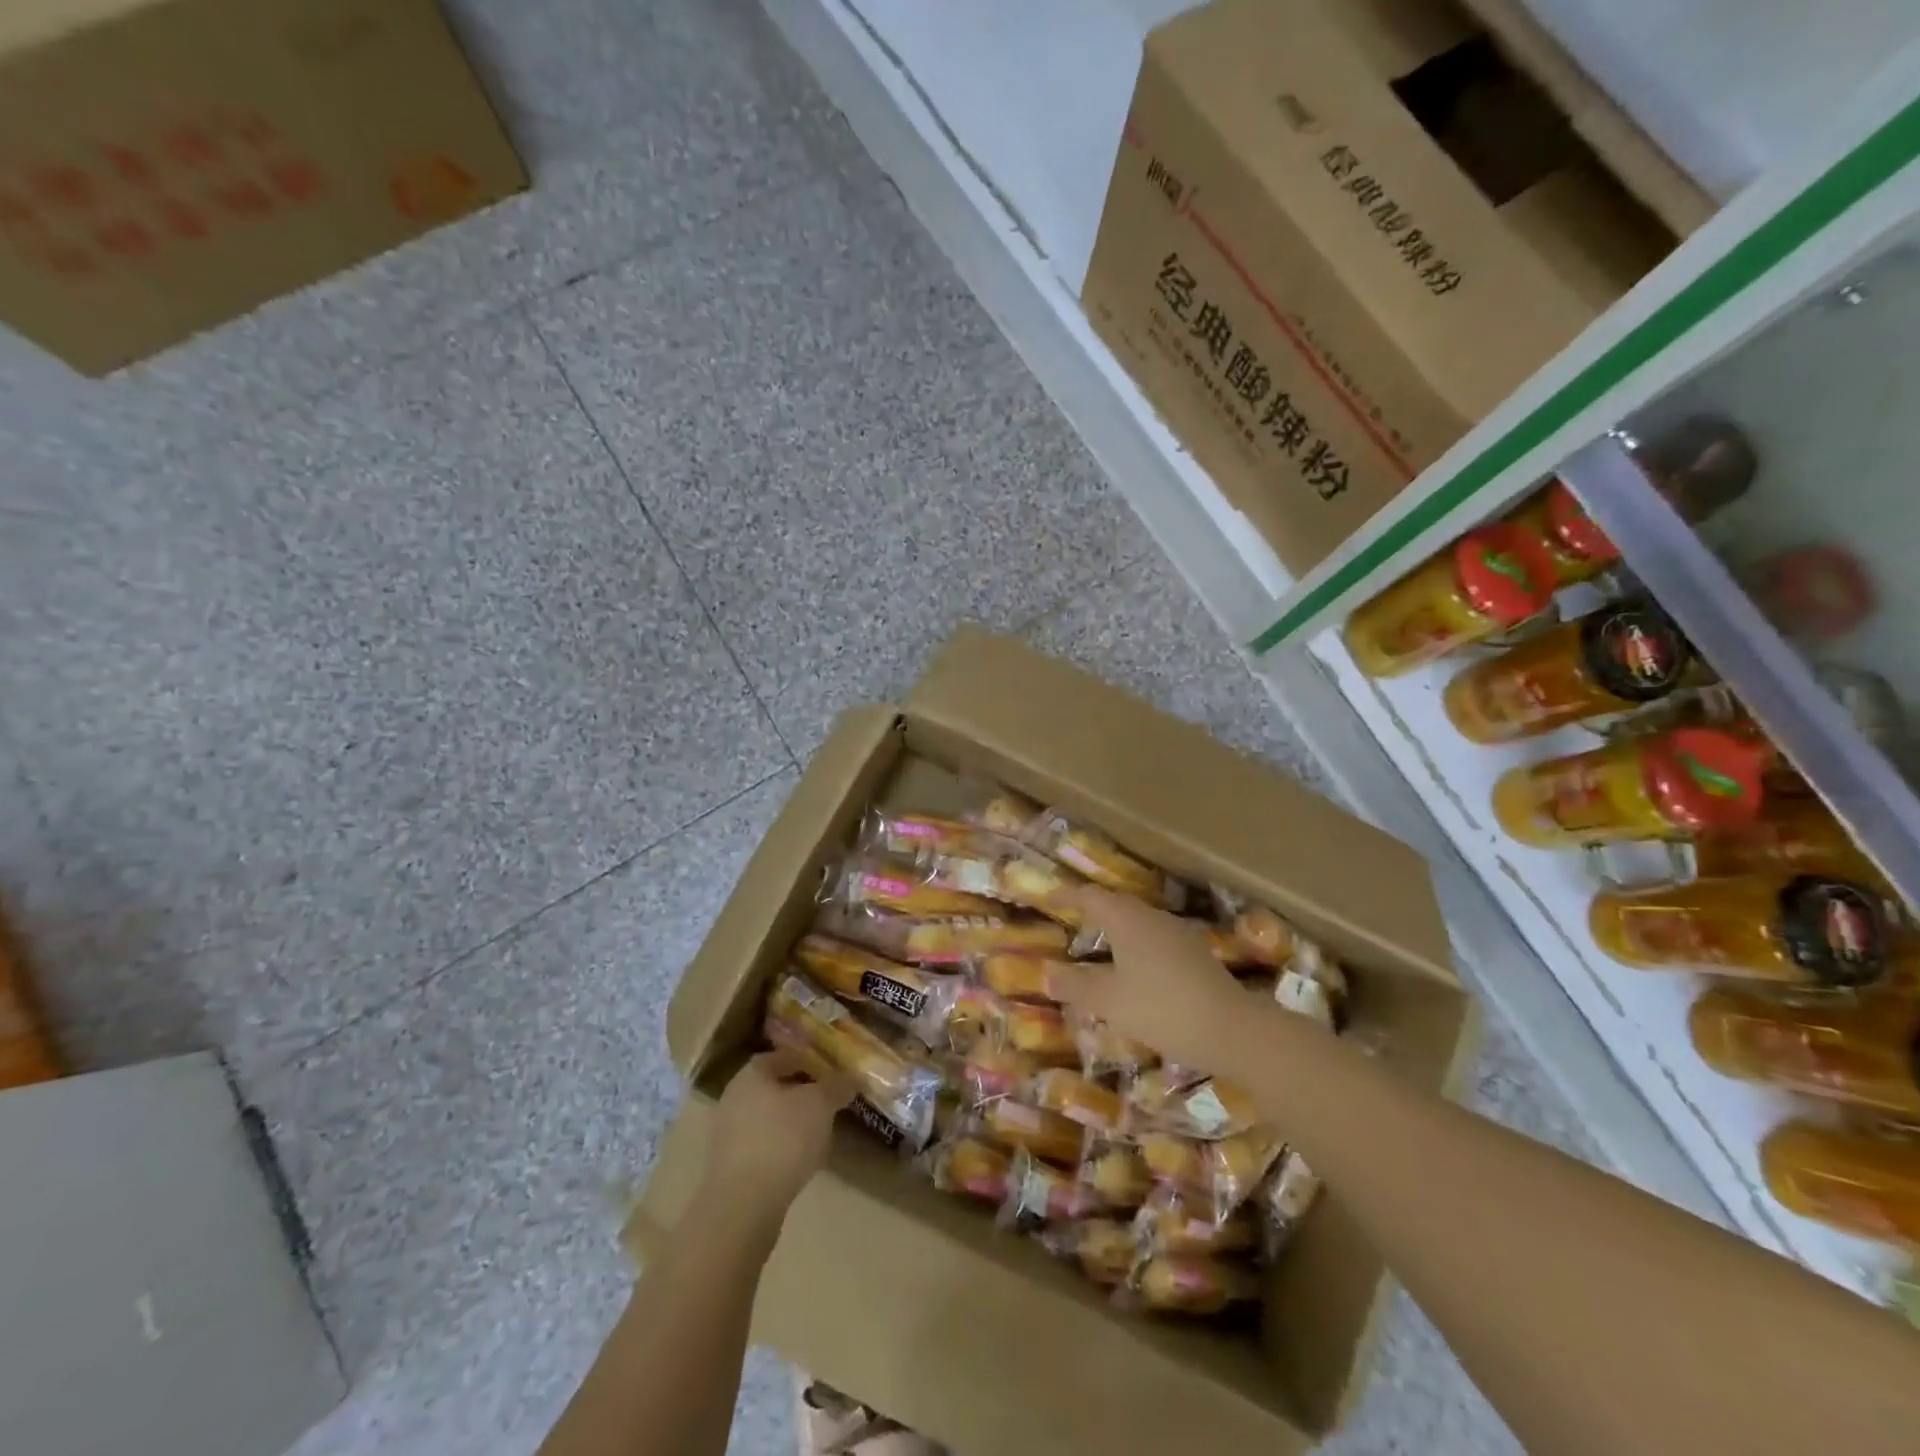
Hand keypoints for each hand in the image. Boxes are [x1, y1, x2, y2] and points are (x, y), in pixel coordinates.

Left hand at [700, 1048, 852, 1229]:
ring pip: (768, 1118)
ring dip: (792, 1122)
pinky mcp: (729, 1168)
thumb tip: (853, 1076)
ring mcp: (727, 1135)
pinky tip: (801, 1160)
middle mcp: (733, 1098)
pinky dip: (782, 1147)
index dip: (809, 1060)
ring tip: (820, 1132)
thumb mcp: (820, 1105)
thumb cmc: (782, 1139)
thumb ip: (837, 1086)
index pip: (782, 1056)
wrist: (743, 1206)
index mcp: (751, 1075)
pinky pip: (762, 1146)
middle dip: (802, 1092)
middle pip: (774, 1087)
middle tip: (829, 1101)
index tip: (831, 1071)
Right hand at [1048, 888, 1250, 1073]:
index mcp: (1127, 920)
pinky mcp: (1195, 955)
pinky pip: (1155, 940)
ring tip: (1097, 949)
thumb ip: (1075, 984)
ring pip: (1138, 923)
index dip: (1066, 895)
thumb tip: (1046, 971)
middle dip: (1091, 912)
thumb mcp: (1109, 1001)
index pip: (1090, 896)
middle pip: (1116, 905)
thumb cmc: (1161, 1008)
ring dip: (1115, 930)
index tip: (1047, 899)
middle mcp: (1152, 917)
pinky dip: (1136, 948)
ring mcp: (1178, 934)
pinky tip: (1134, 973)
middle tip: (1069, 923)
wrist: (1232, 1030)